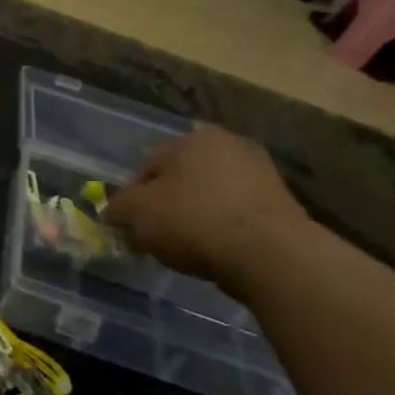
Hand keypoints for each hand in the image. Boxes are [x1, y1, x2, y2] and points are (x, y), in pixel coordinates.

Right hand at [101, 125, 307, 289]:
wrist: (271, 255)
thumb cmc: (194, 222)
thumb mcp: (137, 214)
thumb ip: (118, 209)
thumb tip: (113, 212)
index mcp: (192, 139)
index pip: (146, 166)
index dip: (130, 198)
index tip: (127, 226)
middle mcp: (228, 145)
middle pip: (180, 179)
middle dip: (164, 205)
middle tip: (153, 236)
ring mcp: (260, 173)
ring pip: (209, 195)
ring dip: (194, 216)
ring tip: (184, 247)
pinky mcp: (281, 204)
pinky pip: (235, 214)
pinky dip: (221, 228)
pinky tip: (214, 251)